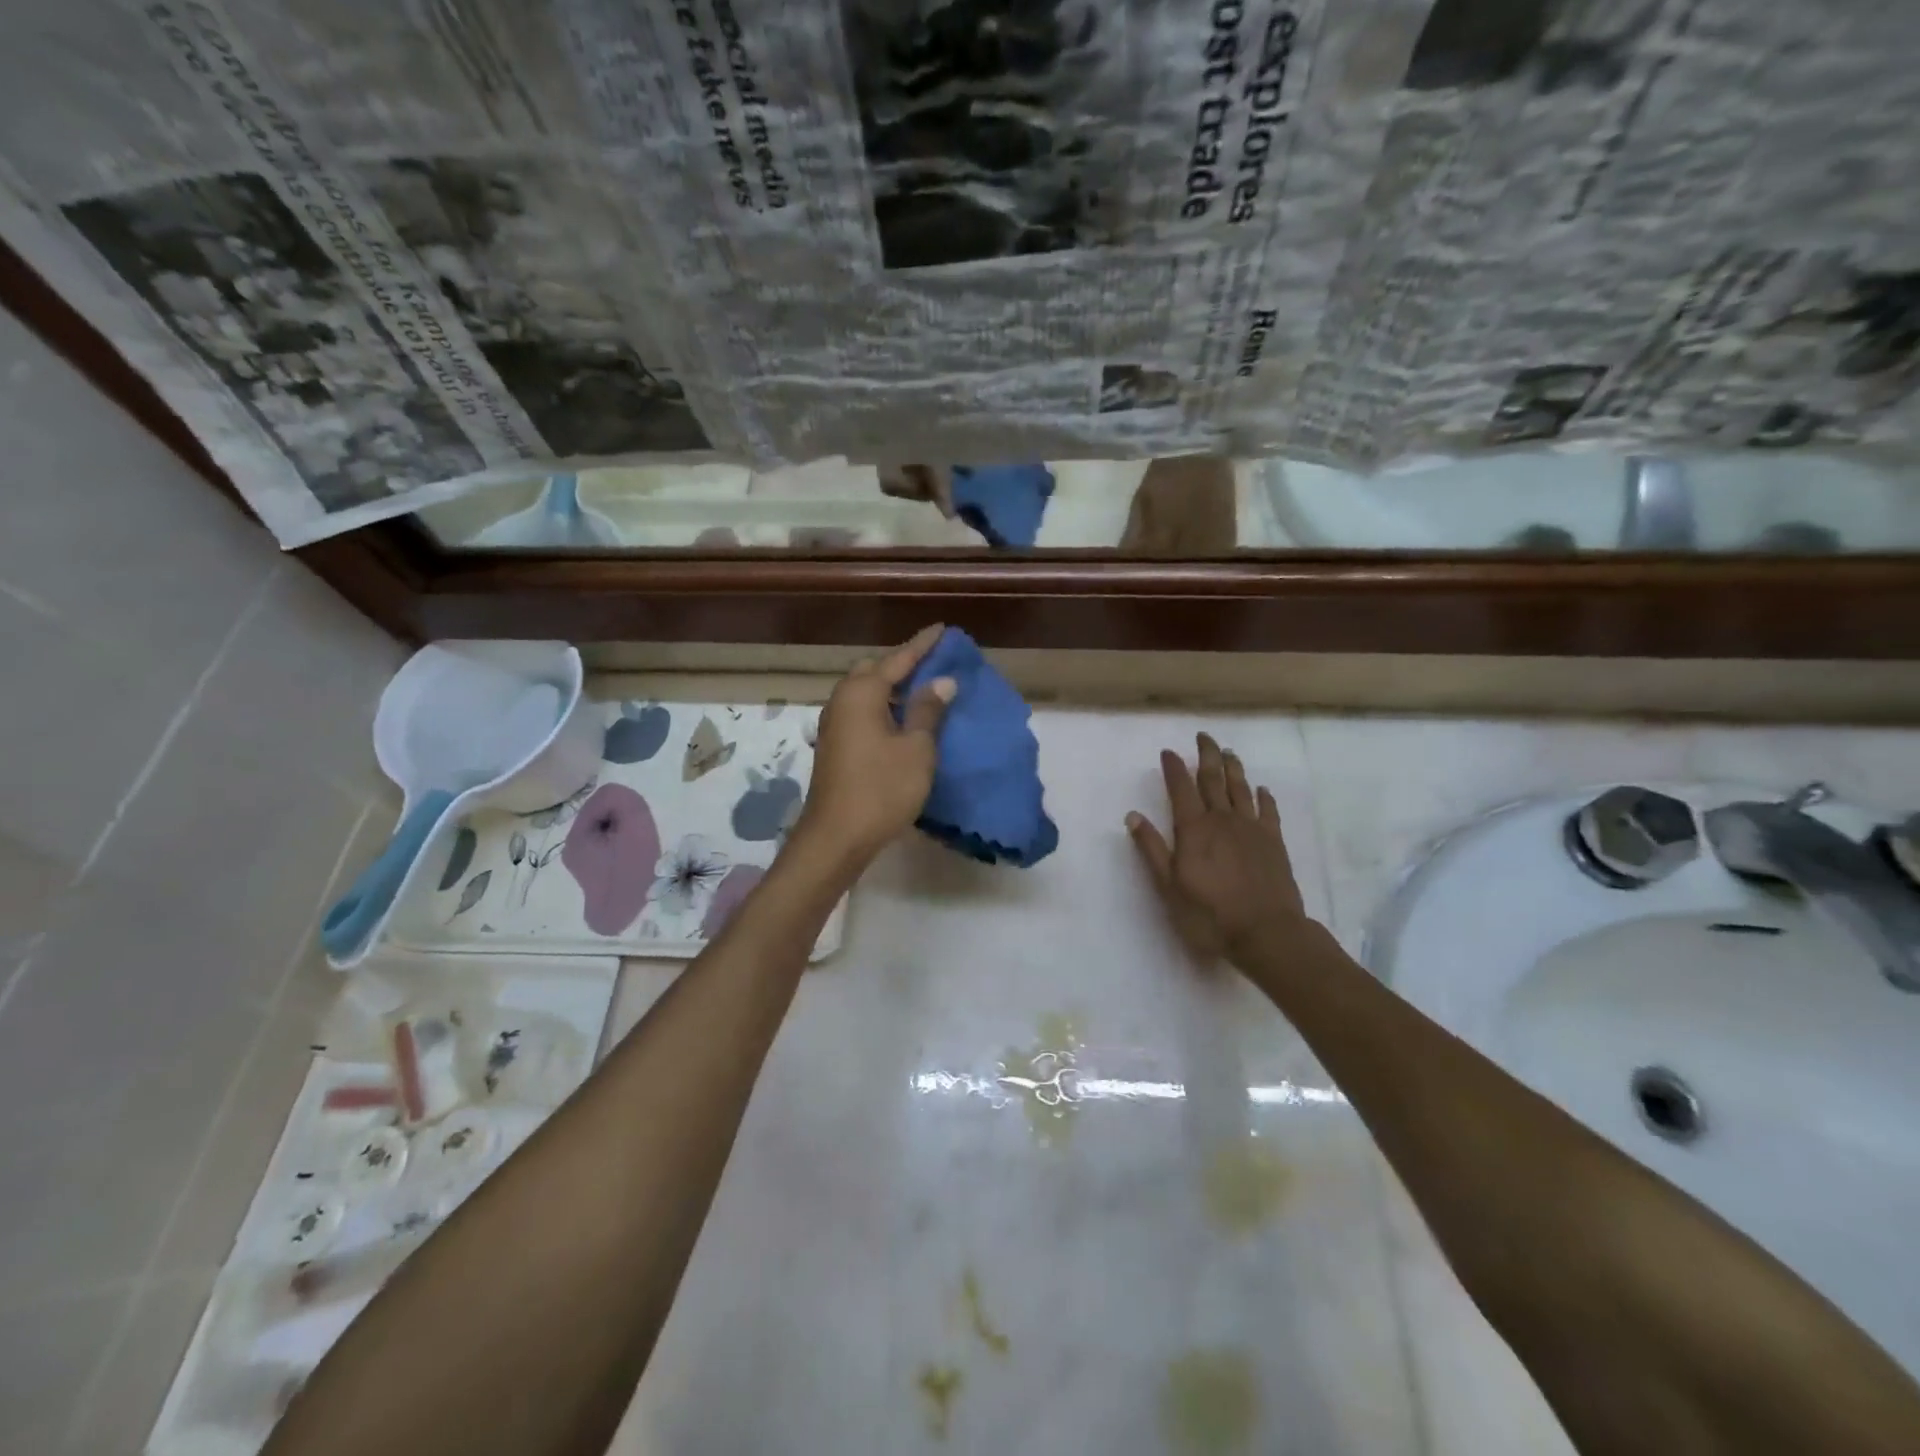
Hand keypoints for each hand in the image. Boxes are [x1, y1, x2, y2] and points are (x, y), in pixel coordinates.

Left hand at [793, 624, 954, 867]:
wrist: (835, 838)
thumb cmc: (882, 789)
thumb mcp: (916, 749)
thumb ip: (927, 710)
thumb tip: (941, 681)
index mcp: (862, 693)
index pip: (898, 659)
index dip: (923, 645)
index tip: (942, 629)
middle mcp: (842, 700)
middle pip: (875, 671)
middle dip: (903, 665)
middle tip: (933, 665)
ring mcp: (834, 724)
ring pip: (866, 693)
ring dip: (893, 689)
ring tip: (924, 692)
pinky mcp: (835, 746)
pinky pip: (862, 713)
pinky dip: (883, 709)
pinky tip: (902, 722)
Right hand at [1127, 733, 1310, 964]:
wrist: (1267, 933)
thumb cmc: (1210, 914)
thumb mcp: (1169, 886)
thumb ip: (1152, 849)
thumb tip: (1133, 815)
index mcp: (1194, 829)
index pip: (1181, 789)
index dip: (1174, 768)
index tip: (1168, 751)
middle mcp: (1222, 820)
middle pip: (1214, 779)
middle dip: (1206, 756)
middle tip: (1203, 736)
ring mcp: (1251, 829)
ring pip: (1241, 789)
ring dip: (1233, 768)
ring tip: (1228, 752)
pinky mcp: (1274, 842)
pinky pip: (1268, 811)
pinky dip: (1263, 797)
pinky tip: (1261, 789)